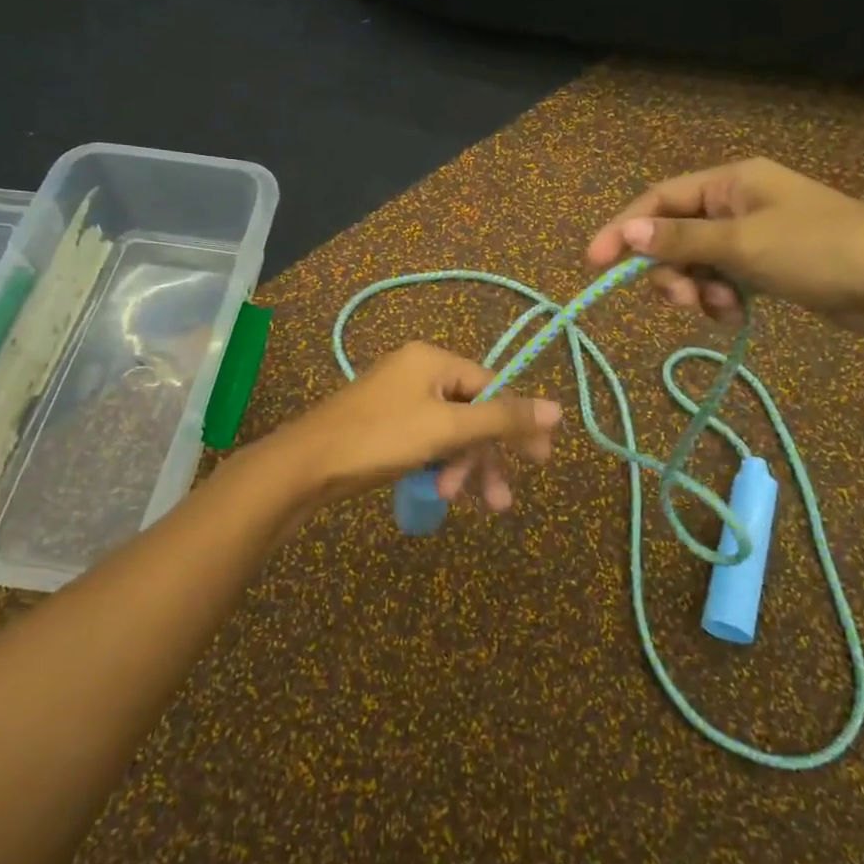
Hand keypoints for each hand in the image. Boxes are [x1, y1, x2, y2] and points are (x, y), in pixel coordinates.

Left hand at [276, 342, 562, 508]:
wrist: (306, 466)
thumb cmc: (380, 438)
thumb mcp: (447, 428)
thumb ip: (502, 418)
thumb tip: (557, 408)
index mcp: (433, 360)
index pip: (492, 386)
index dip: (517, 423)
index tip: (540, 460)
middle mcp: (419, 373)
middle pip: (472, 413)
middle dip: (485, 457)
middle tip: (501, 500)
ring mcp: (400, 400)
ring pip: (450, 433)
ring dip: (462, 468)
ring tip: (464, 503)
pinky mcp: (387, 427)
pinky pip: (428, 442)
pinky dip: (438, 466)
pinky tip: (439, 493)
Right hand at [584, 157, 863, 339]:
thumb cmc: (821, 250)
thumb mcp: (743, 245)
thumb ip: (682, 240)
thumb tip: (626, 234)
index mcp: (731, 181)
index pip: (659, 200)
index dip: (623, 229)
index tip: (594, 264)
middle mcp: (737, 203)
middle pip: (675, 234)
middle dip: (668, 268)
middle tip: (677, 299)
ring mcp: (754, 236)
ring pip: (697, 262)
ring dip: (695, 288)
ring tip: (717, 308)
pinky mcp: (770, 268)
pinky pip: (724, 281)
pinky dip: (720, 299)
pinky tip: (736, 314)